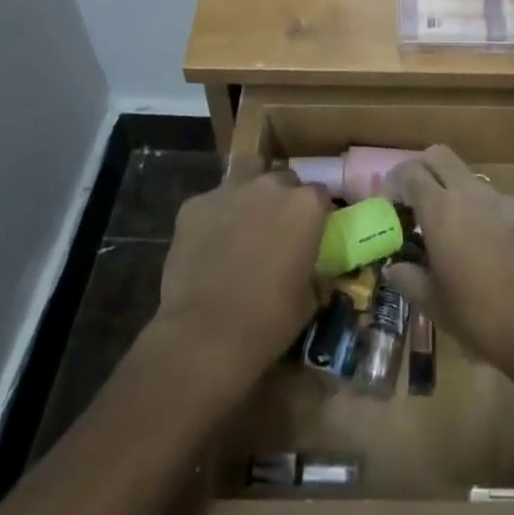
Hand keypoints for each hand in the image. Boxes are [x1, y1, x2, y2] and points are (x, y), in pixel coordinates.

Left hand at [156, 169, 330, 385]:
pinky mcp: (194, 205)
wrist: (206, 334)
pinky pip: (210, 204)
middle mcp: (270, 186)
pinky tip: (207, 246)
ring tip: (241, 228)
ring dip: (248, 197)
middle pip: (282, 181)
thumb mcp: (308, 301)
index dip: (315, 214)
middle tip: (275, 231)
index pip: (319, 194)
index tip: (310, 234)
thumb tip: (314, 275)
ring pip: (245, 180)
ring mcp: (229, 191)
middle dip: (281, 200)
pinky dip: (213, 218)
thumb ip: (314, 274)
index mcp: (306, 205)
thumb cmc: (269, 320)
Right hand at [384, 147, 513, 380]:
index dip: (395, 182)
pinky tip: (496, 252)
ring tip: (460, 236)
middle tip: (419, 202)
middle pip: (440, 156)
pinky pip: (502, 204)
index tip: (391, 203)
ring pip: (472, 181)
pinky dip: (489, 216)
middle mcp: (473, 194)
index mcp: (442, 210)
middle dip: (424, 170)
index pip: (410, 172)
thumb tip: (393, 268)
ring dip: (458, 196)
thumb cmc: (482, 319)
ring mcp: (507, 201)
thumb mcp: (434, 306)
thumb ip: (408, 279)